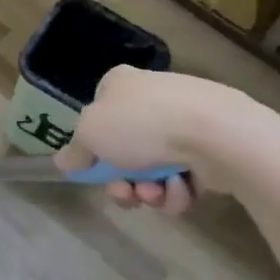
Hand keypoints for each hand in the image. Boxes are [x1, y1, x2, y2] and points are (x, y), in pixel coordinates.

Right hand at [53, 67, 279, 211]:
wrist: (216, 133)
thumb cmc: (142, 125)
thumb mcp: (90, 135)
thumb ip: (75, 151)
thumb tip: (63, 161)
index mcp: (120, 85)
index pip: (97, 113)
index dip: (92, 145)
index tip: (93, 167)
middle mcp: (151, 99)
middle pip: (124, 151)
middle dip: (122, 181)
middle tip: (125, 194)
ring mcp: (183, 123)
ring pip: (152, 170)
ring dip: (149, 191)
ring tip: (157, 194)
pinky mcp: (209, 148)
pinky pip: (182, 177)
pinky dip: (177, 191)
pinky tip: (181, 190)